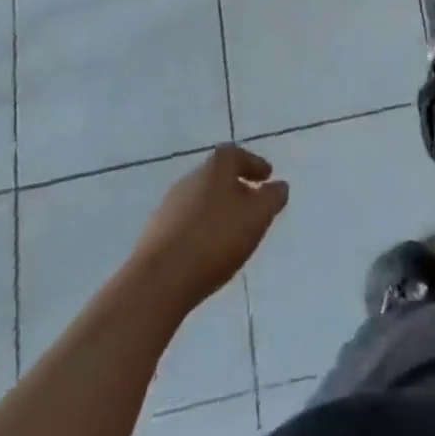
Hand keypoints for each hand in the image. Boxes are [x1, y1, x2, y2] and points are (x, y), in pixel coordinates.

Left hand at [132, 144, 288, 315]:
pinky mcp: (155, 234)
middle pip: (217, 176)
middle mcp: (190, 178)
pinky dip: (201, 229)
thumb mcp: (257, 217)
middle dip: (236, 188)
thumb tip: (279, 186)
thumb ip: (272, 198)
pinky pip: (186, 223)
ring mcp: (168, 206)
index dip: (253, 164)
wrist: (158, 281)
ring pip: (201, 200)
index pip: (236, 154)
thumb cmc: (215, 240)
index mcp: (215, 167)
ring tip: (233, 232)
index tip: (266, 177)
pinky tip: (208, 250)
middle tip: (252, 206)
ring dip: (218, 210)